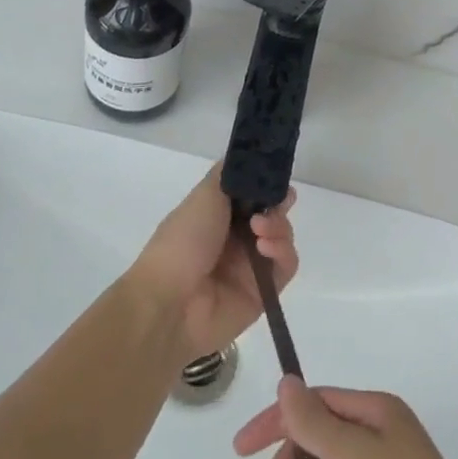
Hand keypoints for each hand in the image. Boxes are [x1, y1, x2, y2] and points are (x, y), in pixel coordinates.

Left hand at [128, 164, 296, 363]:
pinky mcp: (264, 292)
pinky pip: (286, 266)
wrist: (170, 301)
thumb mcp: (204, 194)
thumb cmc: (183, 240)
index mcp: (220, 215)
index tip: (275, 180)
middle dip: (278, 205)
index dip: (267, 186)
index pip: (254, 195)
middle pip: (273, 214)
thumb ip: (229, 173)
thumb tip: (249, 157)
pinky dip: (282, 252)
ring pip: (283, 237)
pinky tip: (265, 249)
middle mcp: (237, 239)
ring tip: (261, 231)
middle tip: (275, 205)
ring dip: (279, 227)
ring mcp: (251, 266)